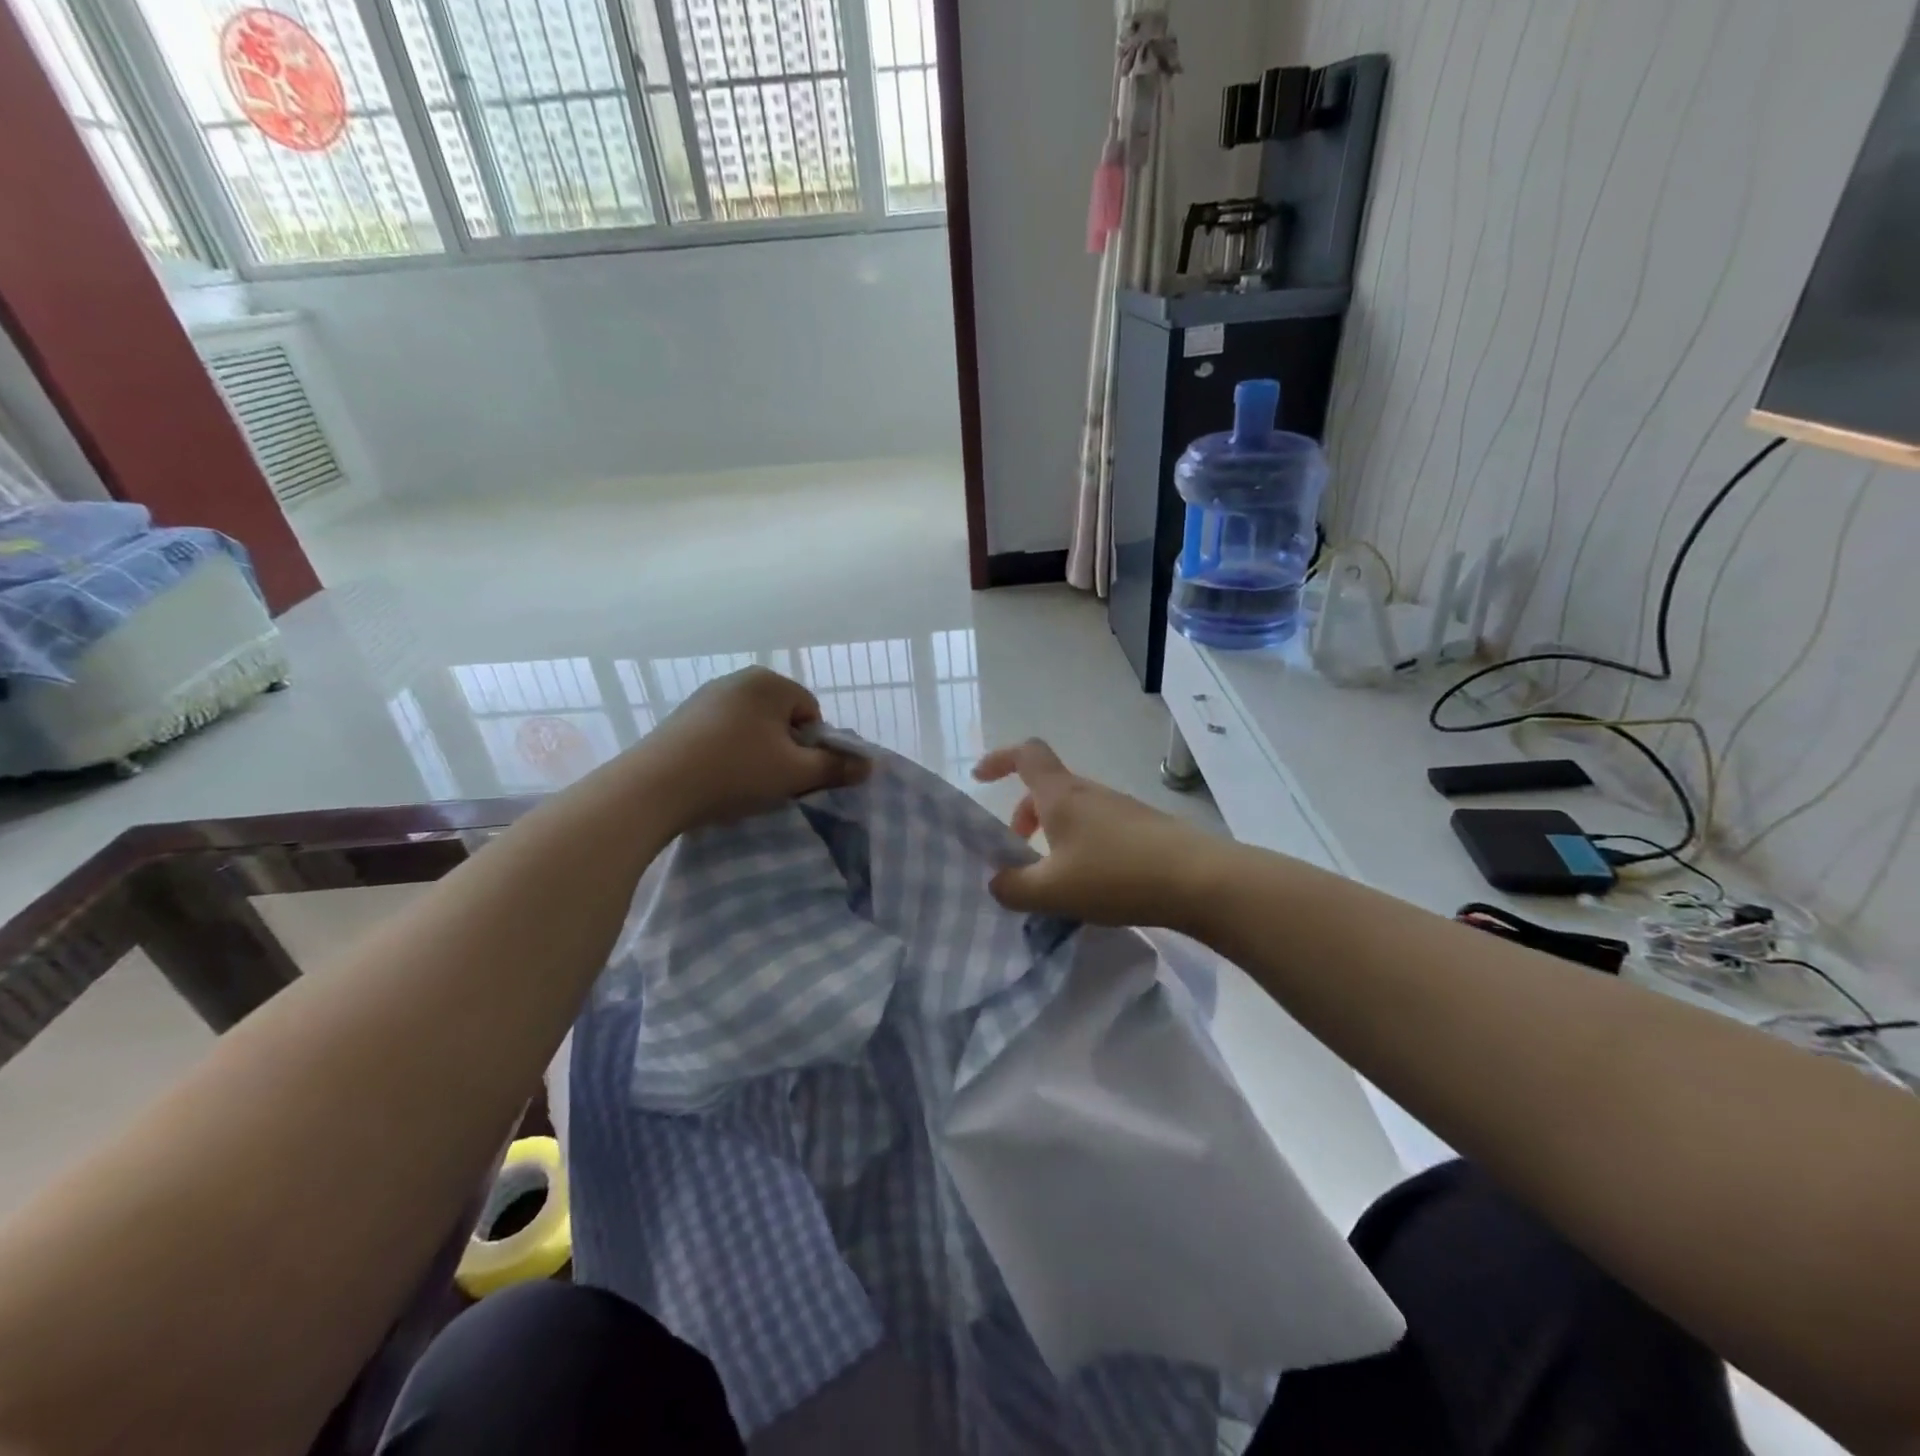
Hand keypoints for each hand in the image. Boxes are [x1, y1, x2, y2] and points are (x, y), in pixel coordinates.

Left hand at [642, 667, 868, 831]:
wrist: (654, 788)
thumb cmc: (735, 772)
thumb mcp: (794, 774)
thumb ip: (835, 767)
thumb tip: (870, 765)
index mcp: (770, 682)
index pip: (812, 713)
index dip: (811, 747)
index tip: (794, 773)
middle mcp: (738, 679)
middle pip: (781, 718)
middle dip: (783, 749)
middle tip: (771, 780)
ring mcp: (706, 696)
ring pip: (752, 727)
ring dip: (756, 753)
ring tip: (741, 783)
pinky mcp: (682, 717)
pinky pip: (722, 733)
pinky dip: (727, 754)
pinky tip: (715, 778)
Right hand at [973, 739, 1222, 928]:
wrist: (1199, 880)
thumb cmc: (1116, 875)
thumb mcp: (1052, 891)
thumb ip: (1014, 888)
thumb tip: (996, 882)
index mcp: (1061, 795)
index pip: (1025, 754)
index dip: (998, 759)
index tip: (980, 778)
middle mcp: (1090, 793)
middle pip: (1047, 787)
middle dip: (1024, 813)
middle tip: (1020, 851)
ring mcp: (1121, 808)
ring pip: (1074, 809)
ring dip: (1054, 832)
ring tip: (1055, 877)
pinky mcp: (1145, 828)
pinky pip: (1099, 827)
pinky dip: (1081, 844)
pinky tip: (1093, 883)